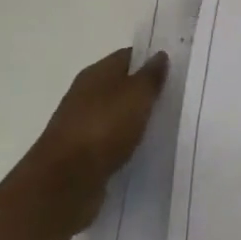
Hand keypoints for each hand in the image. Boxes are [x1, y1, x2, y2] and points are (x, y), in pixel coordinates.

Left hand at [12, 47, 168, 235]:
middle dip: (146, 90)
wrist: (63, 184)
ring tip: (165, 123)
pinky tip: (144, 148)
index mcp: (96, 74)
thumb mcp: (137, 96)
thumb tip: (159, 55)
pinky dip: (126, 141)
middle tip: (177, 96)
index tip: (176, 67)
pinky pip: (111, 140)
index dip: (151, 59)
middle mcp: (86, 94)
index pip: (128, 56)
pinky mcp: (82, 154)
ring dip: (137, 117)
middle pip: (122, 85)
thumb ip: (151, 76)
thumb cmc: (103, 129)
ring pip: (117, 114)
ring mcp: (81, 125)